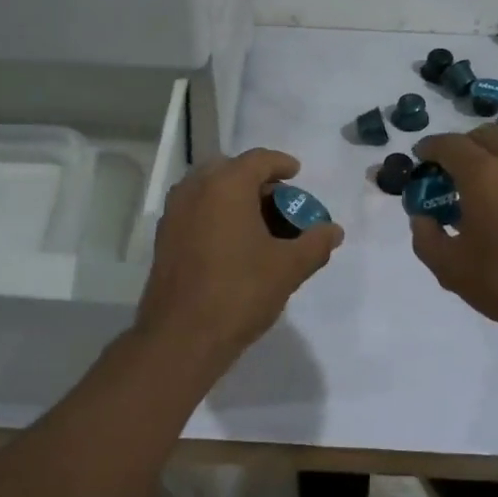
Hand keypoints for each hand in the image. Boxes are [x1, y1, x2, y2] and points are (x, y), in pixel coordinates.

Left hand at [133, 148, 343, 366]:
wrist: (181, 336)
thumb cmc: (240, 292)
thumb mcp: (288, 268)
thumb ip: (315, 243)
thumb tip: (333, 231)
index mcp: (226, 185)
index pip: (258, 160)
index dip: (281, 164)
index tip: (297, 173)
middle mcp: (196, 189)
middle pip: (231, 170)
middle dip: (256, 181)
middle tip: (279, 202)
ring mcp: (175, 213)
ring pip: (209, 190)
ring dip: (234, 197)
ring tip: (258, 223)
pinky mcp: (164, 237)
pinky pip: (195, 210)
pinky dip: (215, 214)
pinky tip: (233, 243)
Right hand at [407, 126, 497, 344]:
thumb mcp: (450, 268)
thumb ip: (426, 237)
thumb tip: (422, 218)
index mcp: (482, 174)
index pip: (450, 144)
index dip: (430, 148)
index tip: (419, 159)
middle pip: (484, 135)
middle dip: (461, 145)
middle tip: (447, 172)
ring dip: (488, 157)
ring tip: (474, 191)